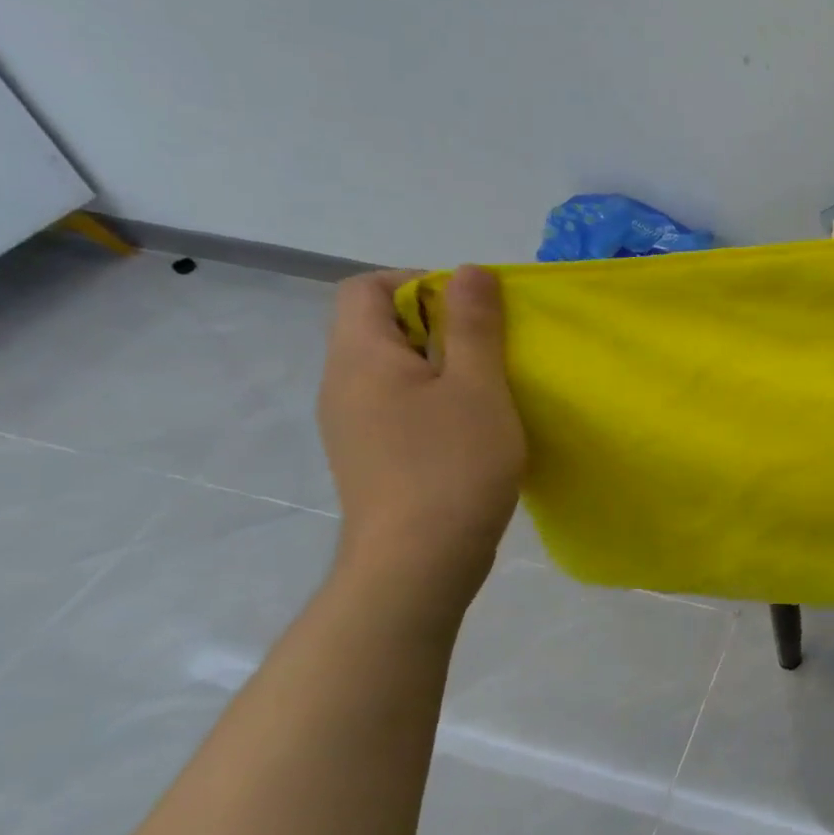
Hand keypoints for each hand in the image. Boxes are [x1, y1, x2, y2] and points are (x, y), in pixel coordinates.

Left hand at [317, 265, 525, 610]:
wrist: (417, 564)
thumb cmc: (452, 465)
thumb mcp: (477, 386)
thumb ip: (474, 324)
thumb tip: (469, 271)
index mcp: (359, 357)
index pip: (366, 288)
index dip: (419, 282)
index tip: (472, 309)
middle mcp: (342, 385)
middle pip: (379, 328)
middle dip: (438, 326)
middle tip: (491, 351)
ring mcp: (351, 427)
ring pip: (393, 371)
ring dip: (441, 367)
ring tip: (489, 391)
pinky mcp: (370, 459)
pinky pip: (397, 407)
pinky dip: (434, 402)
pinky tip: (472, 430)